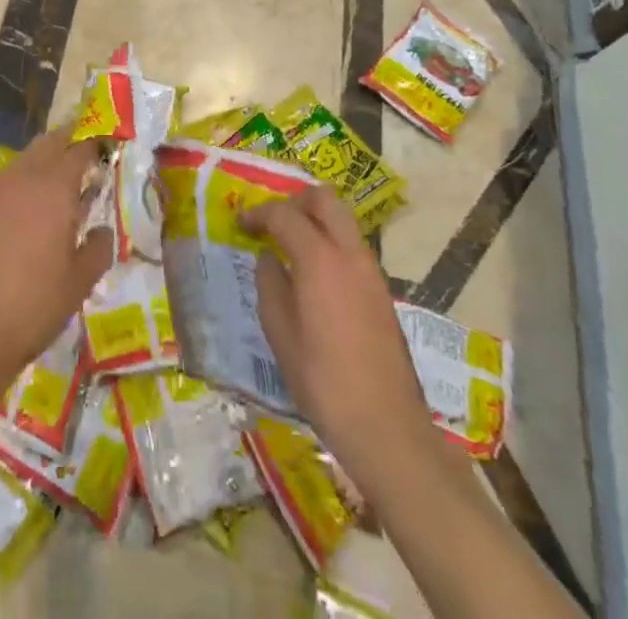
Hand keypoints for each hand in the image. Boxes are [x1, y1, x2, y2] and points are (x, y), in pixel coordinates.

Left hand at [0, 128, 114, 380]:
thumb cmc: (34, 304)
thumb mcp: (79, 281)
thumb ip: (97, 248)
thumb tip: (101, 231)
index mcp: (54, 187)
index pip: (79, 149)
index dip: (95, 144)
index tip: (107, 147)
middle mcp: (23, 177)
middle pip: (48, 143)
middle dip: (68, 142)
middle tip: (85, 156)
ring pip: (24, 160)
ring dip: (44, 162)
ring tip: (60, 186)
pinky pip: (6, 183)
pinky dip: (23, 184)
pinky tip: (30, 212)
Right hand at [243, 187, 435, 476]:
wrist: (387, 428)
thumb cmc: (323, 381)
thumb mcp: (280, 333)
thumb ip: (269, 285)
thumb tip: (268, 257)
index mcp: (319, 258)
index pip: (284, 214)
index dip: (258, 214)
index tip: (241, 224)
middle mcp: (349, 254)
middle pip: (324, 199)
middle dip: (295, 202)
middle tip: (272, 223)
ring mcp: (371, 271)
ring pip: (343, 220)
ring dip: (315, 220)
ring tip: (289, 246)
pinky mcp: (382, 292)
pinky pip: (352, 246)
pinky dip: (330, 243)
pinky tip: (313, 274)